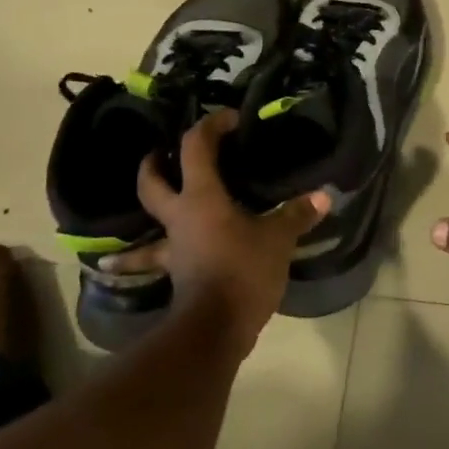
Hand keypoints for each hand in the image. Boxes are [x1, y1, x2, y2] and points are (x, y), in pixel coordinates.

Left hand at [98, 109, 327, 354]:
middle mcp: (180, 217)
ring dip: (143, 213)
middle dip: (154, 164)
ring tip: (145, 209)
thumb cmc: (244, 271)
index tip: (230, 119)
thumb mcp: (278, 239)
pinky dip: (141, 260)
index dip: (210, 126)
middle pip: (152, 184)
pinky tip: (125, 266)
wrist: (215, 328)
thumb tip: (323, 195)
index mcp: (202, 197)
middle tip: (160, 153)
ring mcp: (174, 248)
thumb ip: (297, 215)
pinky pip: (157, 260)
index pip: (196, 148)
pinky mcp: (177, 274)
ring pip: (148, 226)